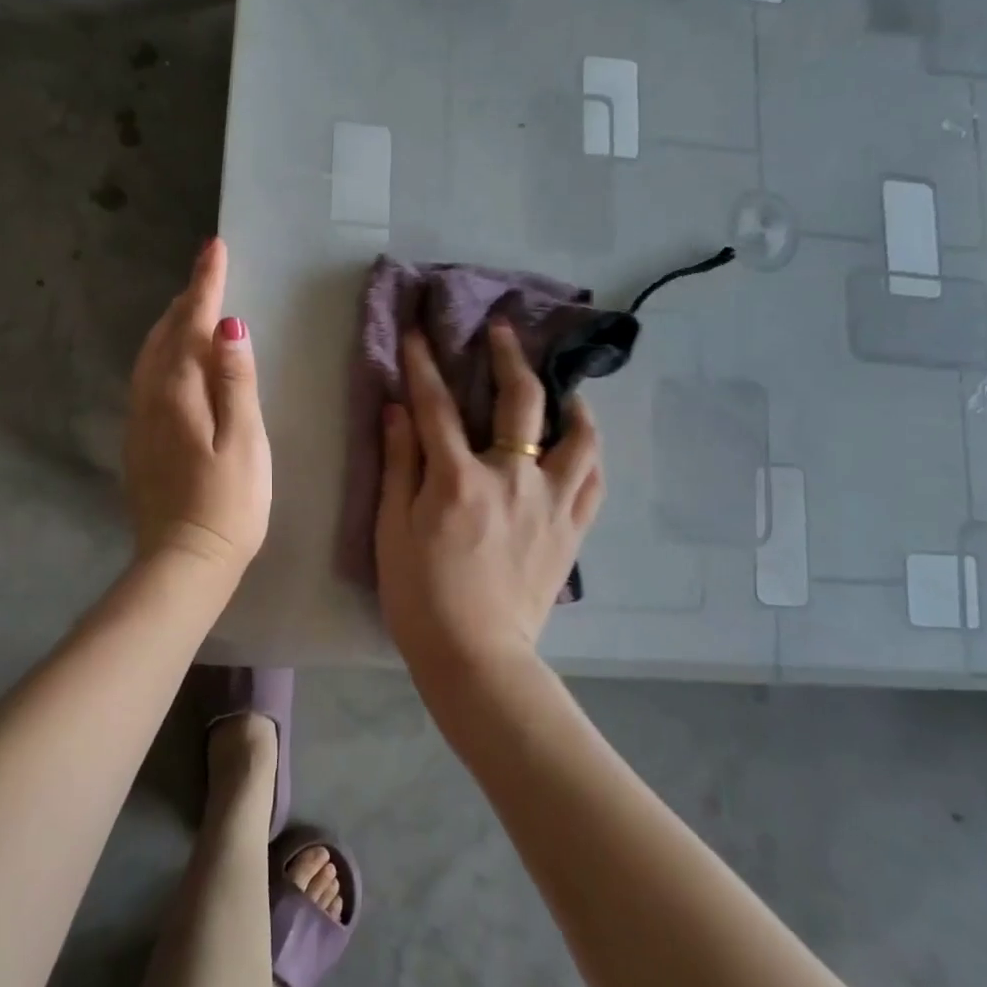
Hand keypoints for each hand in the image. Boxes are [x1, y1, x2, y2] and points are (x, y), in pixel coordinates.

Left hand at [124, 238, 271, 579]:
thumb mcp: (245, 443)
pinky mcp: (139, 442)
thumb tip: (229, 325)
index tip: (214, 247)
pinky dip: (164, 354)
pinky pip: (148, 379)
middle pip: (164, 334)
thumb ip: (236, 383)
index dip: (204, 285)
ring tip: (193, 308)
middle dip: (186, 299)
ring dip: (171, 325)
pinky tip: (176, 362)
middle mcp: (149, 398)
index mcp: (178, 393)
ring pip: (150, 356)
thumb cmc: (228, 506)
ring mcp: (139, 422)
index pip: (191, 324)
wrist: (183, 563)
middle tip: (209, 273)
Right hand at [375, 321, 603, 677]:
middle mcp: (513, 479)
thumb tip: (398, 409)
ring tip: (561, 387)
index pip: (438, 406)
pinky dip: (589, 451)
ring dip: (569, 400)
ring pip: (578, 435)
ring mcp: (551, 503)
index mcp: (460, 480)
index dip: (424, 364)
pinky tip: (580, 442)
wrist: (476, 657)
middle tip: (503, 329)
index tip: (418, 332)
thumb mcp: (393, 529)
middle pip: (521, 401)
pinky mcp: (572, 530)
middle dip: (509, 356)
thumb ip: (399, 463)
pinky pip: (594, 479)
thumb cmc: (421, 596)